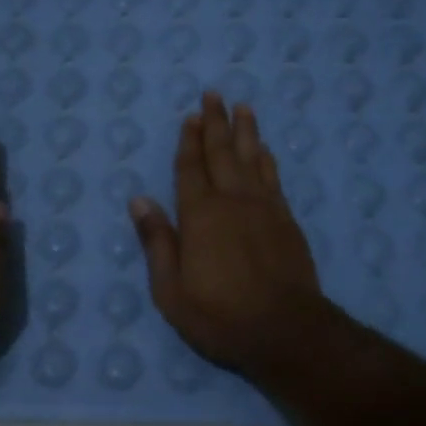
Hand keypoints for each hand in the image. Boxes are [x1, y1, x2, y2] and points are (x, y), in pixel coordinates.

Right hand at [130, 93, 328, 378]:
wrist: (286, 330)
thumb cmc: (220, 315)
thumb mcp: (171, 290)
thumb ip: (157, 242)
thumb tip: (139, 200)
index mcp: (200, 215)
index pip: (191, 169)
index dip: (189, 142)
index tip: (191, 117)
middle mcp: (232, 201)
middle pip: (222, 154)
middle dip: (216, 123)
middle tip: (214, 95)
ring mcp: (264, 208)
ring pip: (253, 159)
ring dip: (246, 132)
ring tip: (242, 108)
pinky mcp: (287, 221)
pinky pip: (274, 178)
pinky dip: (267, 159)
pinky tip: (265, 150)